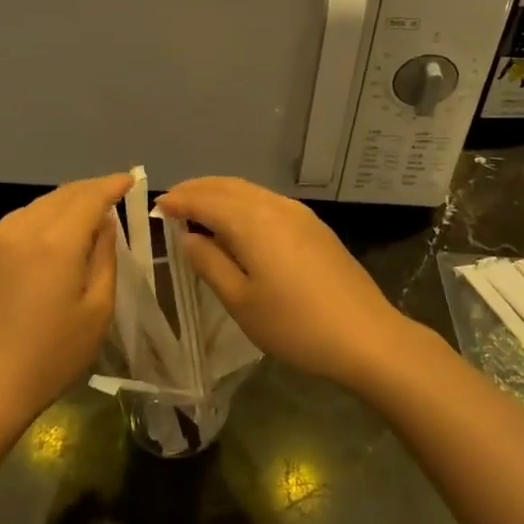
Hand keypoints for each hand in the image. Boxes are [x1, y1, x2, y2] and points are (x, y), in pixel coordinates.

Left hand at [0, 173, 132, 423]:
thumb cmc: (52, 354)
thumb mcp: (97, 310)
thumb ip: (105, 257)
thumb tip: (105, 223)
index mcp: (56, 240)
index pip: (90, 196)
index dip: (113, 185)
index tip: (133, 179)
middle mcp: (25, 227)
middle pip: (65, 194)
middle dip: (92, 189)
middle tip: (117, 192)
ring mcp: (0, 238)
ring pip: (43, 203)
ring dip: (70, 200)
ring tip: (93, 209)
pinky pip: (25, 217)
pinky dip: (49, 213)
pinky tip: (61, 228)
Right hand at [157, 177, 422, 389]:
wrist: (366, 337)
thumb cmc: (295, 324)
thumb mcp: (240, 301)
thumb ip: (209, 263)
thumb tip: (189, 236)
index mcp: (252, 221)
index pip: (205, 199)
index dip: (179, 201)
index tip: (157, 208)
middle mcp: (275, 205)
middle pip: (227, 186)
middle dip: (197, 190)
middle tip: (173, 204)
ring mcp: (299, 213)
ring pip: (249, 191)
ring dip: (220, 194)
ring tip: (199, 211)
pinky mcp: (314, 226)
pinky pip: (267, 202)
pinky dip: (242, 204)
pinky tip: (237, 224)